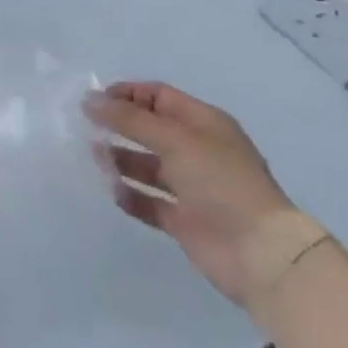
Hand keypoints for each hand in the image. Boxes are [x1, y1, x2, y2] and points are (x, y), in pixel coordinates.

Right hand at [84, 81, 324, 307]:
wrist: (260, 254)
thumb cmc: (220, 181)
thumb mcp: (174, 139)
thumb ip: (129, 119)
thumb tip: (90, 100)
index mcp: (203, 123)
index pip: (159, 97)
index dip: (127, 94)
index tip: (95, 101)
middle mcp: (197, 151)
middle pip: (150, 130)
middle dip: (120, 126)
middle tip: (87, 129)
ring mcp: (191, 187)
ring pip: (147, 166)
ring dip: (121, 161)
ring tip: (96, 159)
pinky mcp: (184, 221)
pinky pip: (150, 202)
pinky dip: (132, 197)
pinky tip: (115, 193)